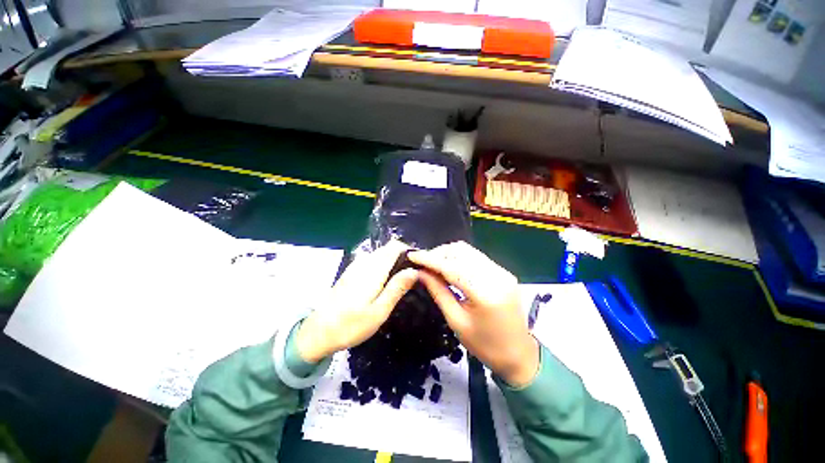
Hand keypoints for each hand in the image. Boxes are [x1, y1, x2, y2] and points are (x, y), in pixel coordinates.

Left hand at [297, 240, 418, 362]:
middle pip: (388, 249)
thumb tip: (414, 270)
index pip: (394, 246)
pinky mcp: (351, 272)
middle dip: (402, 257)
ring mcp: (355, 266)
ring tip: (400, 281)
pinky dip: (382, 266)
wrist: (317, 332)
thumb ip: (397, 288)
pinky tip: (383, 283)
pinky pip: (372, 261)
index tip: (418, 264)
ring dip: (392, 262)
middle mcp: (364, 262)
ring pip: (380, 255)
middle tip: (412, 277)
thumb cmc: (351, 325)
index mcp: (373, 269)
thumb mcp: (379, 311)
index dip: (408, 251)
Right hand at [409, 242, 539, 386]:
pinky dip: (459, 258)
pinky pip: (476, 257)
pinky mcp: (503, 272)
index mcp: (484, 293)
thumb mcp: (456, 321)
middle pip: (461, 251)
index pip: (451, 266)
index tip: (412, 255)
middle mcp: (496, 275)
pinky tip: (449, 267)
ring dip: (448, 254)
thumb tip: (420, 273)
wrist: (519, 354)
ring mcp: (502, 271)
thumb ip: (438, 292)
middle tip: (422, 263)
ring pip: (468, 250)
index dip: (429, 259)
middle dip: (438, 253)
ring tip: (433, 264)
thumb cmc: (485, 345)